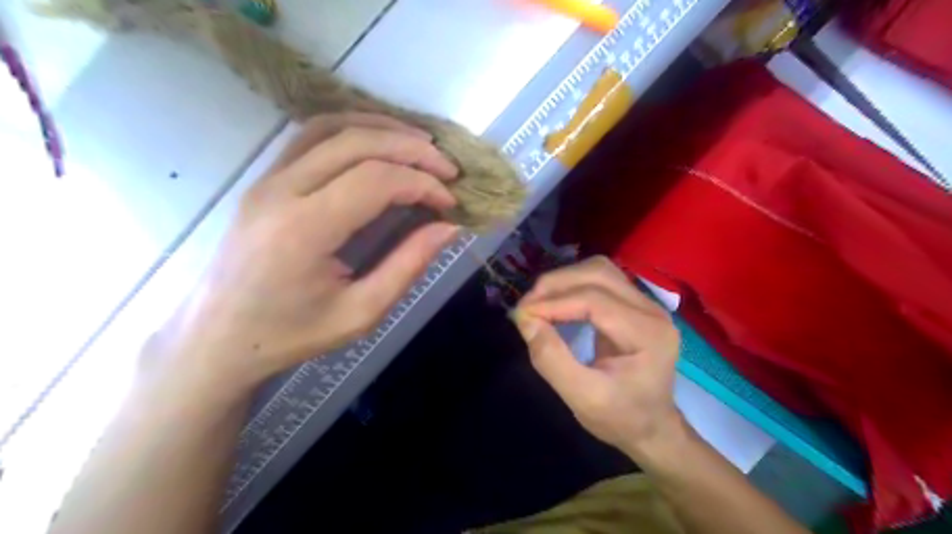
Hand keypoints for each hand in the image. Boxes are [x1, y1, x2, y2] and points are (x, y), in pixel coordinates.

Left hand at [153, 112, 464, 394]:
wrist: (218, 338)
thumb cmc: (291, 333)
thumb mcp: (360, 313)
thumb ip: (408, 266)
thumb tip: (448, 228)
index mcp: (305, 229)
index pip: (375, 180)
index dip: (422, 183)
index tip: (450, 202)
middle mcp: (281, 191)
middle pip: (357, 143)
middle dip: (412, 149)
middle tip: (447, 168)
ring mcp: (267, 179)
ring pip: (331, 127)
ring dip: (382, 129)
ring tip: (421, 146)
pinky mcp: (264, 179)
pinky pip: (310, 136)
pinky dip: (352, 129)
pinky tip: (378, 143)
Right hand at [513, 257, 685, 457]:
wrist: (652, 428)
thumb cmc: (620, 418)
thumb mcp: (582, 399)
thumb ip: (552, 359)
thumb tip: (526, 320)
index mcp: (648, 334)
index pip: (595, 300)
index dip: (554, 302)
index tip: (521, 315)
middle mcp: (651, 310)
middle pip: (598, 274)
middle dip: (556, 284)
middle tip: (526, 306)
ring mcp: (645, 304)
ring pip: (598, 270)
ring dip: (563, 281)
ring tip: (538, 302)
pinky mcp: (634, 305)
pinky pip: (600, 280)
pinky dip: (571, 286)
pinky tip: (555, 302)